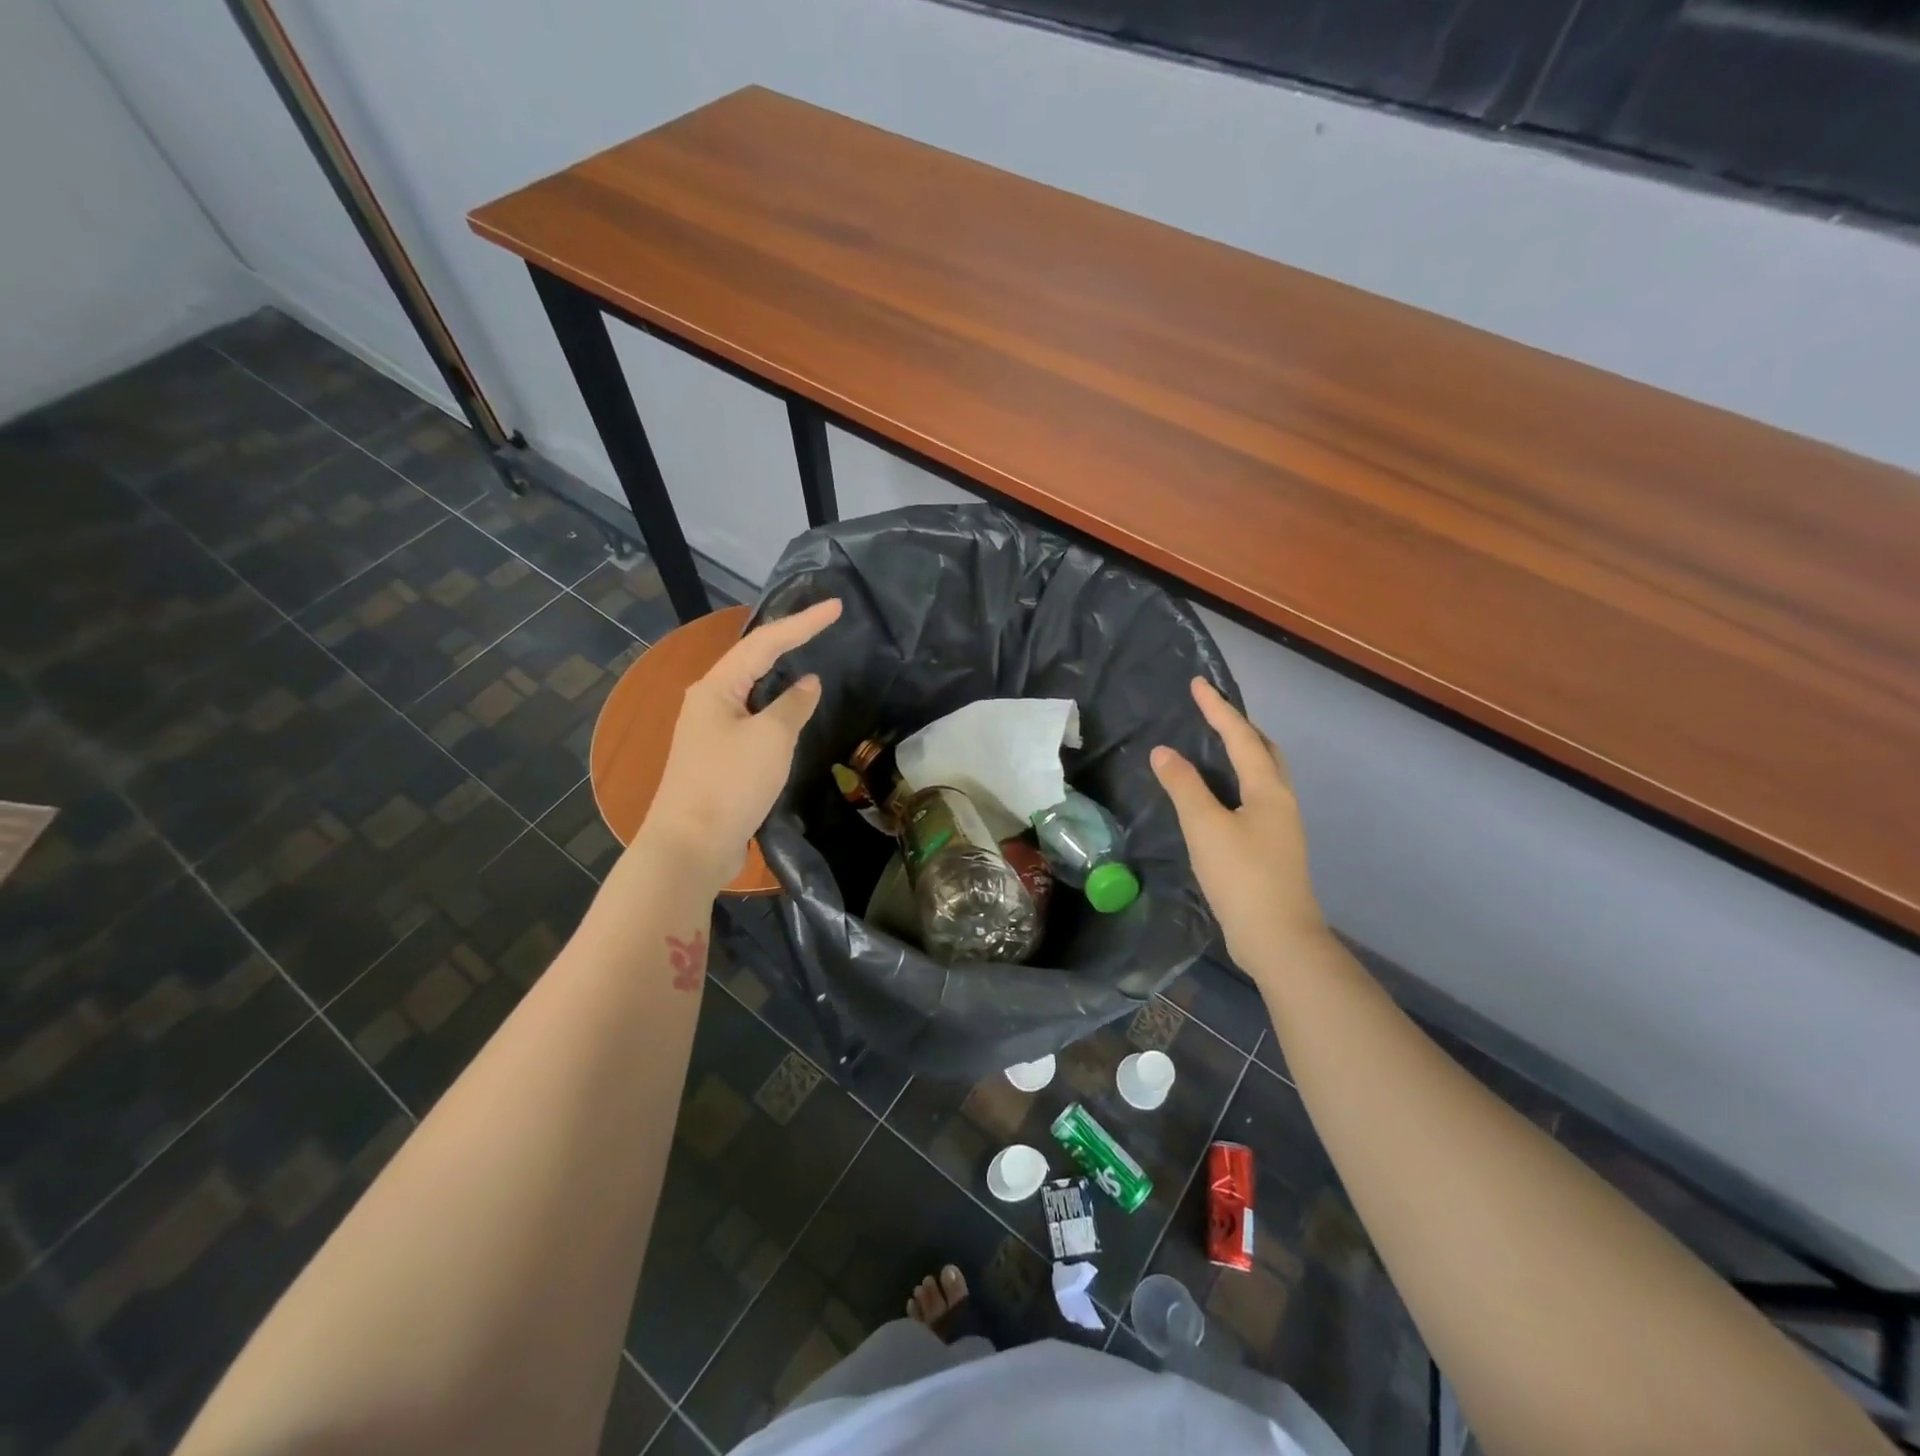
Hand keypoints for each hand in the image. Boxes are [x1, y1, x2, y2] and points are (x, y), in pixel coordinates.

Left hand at [639, 598, 842, 885]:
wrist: (691, 846)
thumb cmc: (730, 783)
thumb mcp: (771, 738)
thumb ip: (793, 705)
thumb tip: (808, 683)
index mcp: (716, 687)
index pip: (765, 643)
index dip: (803, 623)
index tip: (836, 607)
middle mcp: (709, 702)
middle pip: (753, 660)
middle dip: (788, 640)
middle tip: (822, 624)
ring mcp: (711, 731)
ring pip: (752, 690)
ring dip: (781, 673)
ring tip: (810, 656)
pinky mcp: (719, 758)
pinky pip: (753, 719)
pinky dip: (776, 708)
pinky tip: (793, 712)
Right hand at [1151, 678, 1324, 972]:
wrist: (1277, 937)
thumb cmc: (1242, 876)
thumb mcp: (1205, 827)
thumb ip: (1183, 786)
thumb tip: (1164, 751)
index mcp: (1268, 789)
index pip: (1241, 737)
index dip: (1218, 709)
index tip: (1198, 684)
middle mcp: (1281, 801)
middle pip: (1265, 751)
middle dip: (1240, 727)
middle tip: (1211, 713)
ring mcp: (1281, 826)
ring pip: (1264, 775)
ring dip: (1243, 753)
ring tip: (1215, 746)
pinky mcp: (1272, 848)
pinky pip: (1256, 797)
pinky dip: (1238, 781)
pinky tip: (1219, 796)